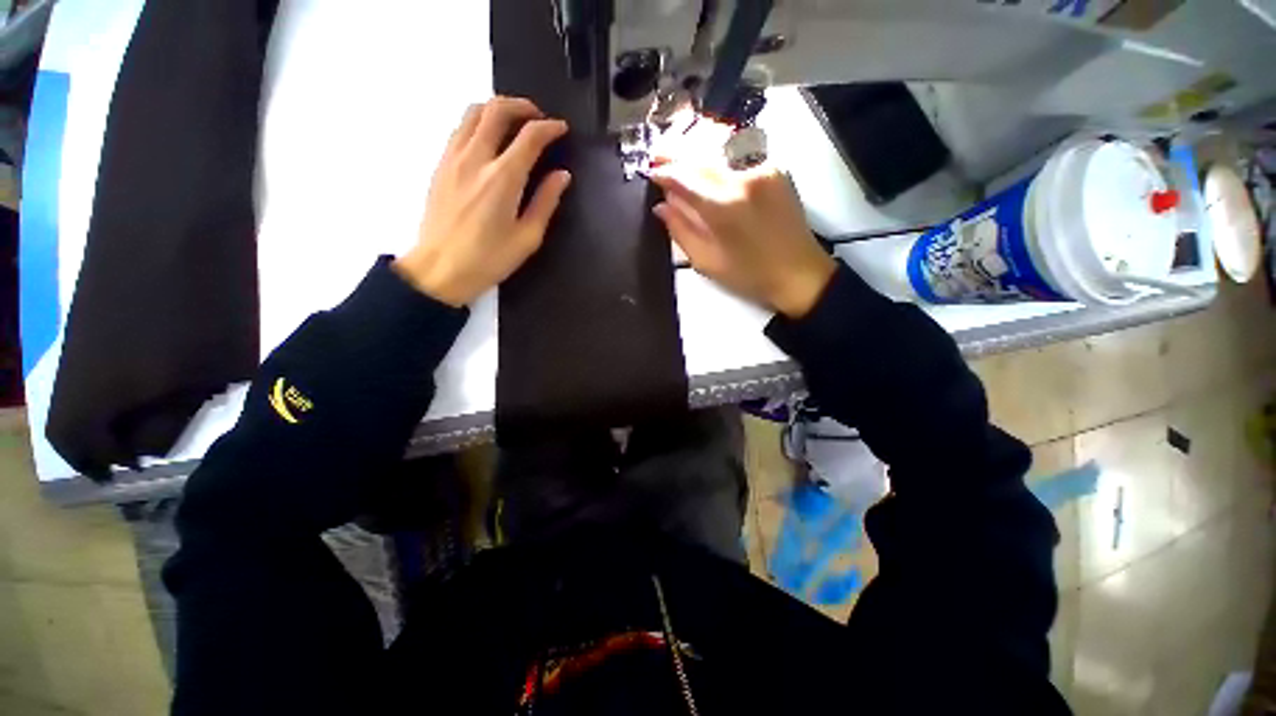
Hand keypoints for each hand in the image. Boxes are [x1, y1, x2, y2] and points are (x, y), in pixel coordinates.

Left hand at [394, 97, 571, 305]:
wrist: (440, 269)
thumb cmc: (489, 259)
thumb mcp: (527, 237)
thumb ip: (546, 202)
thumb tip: (562, 175)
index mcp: (503, 179)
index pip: (530, 136)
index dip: (549, 127)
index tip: (561, 129)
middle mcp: (476, 159)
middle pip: (497, 109)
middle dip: (522, 106)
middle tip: (538, 118)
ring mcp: (453, 158)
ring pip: (474, 112)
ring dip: (497, 108)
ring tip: (514, 123)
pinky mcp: (440, 164)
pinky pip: (459, 128)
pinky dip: (478, 123)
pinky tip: (488, 139)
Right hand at [650, 136, 835, 317]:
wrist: (799, 271)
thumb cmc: (750, 274)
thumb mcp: (707, 262)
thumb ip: (681, 231)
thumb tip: (662, 207)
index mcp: (723, 207)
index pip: (684, 178)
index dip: (664, 174)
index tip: (649, 173)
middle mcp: (742, 178)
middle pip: (701, 154)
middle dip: (675, 151)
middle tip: (657, 153)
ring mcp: (763, 167)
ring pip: (721, 143)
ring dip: (695, 142)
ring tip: (677, 145)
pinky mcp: (776, 166)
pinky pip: (741, 148)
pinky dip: (719, 145)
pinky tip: (707, 149)